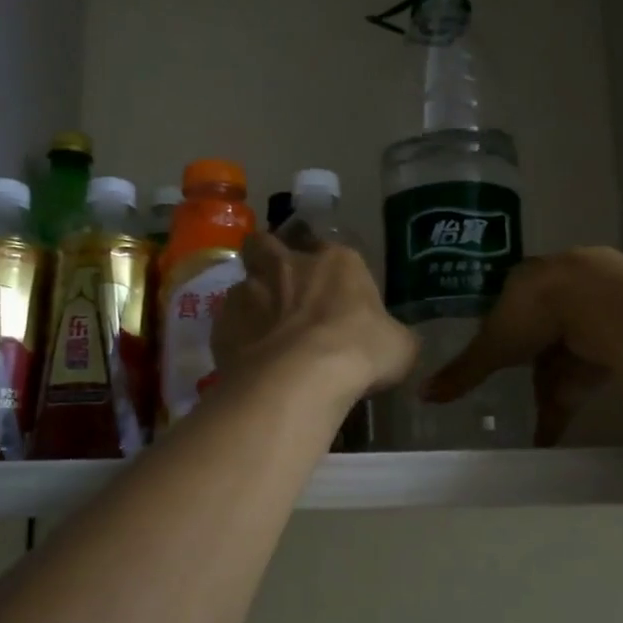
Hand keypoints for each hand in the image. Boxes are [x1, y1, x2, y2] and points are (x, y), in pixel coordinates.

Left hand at [213, 234, 417, 406]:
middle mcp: (288, 266)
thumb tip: (394, 342)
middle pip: (266, 245)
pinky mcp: (222, 324)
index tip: (330, 290)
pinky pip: (226, 323)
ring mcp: (249, 292)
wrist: (302, 377)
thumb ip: (393, 336)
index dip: (327, 268)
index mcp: (337, 262)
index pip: (329, 249)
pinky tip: (247, 359)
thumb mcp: (400, 346)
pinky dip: (235, 336)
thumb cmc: (360, 352)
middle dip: (268, 258)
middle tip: (279, 288)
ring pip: (242, 284)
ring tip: (261, 333)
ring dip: (250, 302)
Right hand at [422, 248, 622, 445]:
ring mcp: (601, 301)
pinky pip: (600, 362)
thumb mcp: (494, 346)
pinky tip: (568, 427)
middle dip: (533, 367)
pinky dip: (582, 394)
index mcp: (528, 279)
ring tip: (542, 431)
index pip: (511, 305)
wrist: (608, 303)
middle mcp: (564, 283)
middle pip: (544, 330)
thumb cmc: (538, 314)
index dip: (505, 332)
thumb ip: (463, 372)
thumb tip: (421, 394)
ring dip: (557, 390)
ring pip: (573, 350)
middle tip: (520, 396)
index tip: (499, 357)